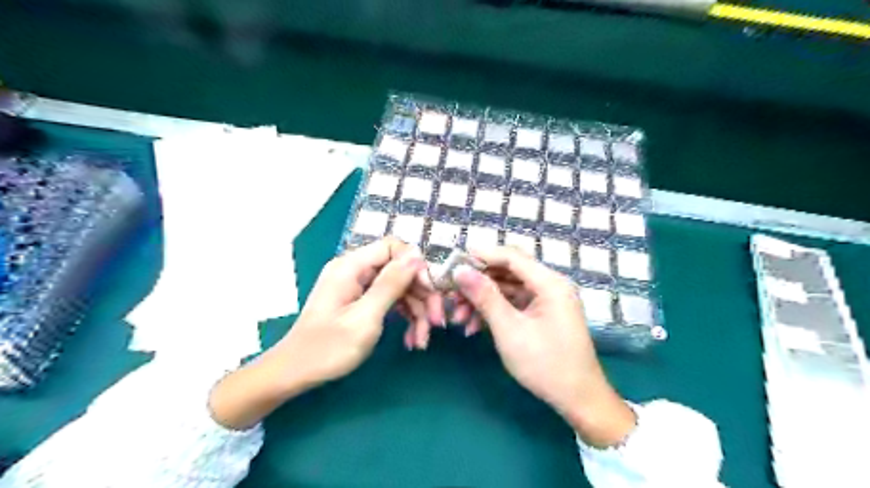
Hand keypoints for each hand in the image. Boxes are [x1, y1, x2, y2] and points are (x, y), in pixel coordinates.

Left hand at [207, 237, 430, 428]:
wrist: (294, 374)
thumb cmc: (328, 348)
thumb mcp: (365, 317)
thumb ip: (391, 284)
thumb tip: (417, 255)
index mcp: (352, 266)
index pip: (394, 247)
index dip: (416, 266)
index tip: (431, 291)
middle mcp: (356, 270)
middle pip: (400, 270)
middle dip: (421, 295)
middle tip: (436, 323)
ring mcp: (358, 286)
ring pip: (399, 288)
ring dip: (416, 312)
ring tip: (422, 340)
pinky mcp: (360, 301)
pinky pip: (389, 301)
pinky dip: (403, 318)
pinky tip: (412, 339)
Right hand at [453, 247, 636, 445]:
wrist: (577, 399)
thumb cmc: (544, 364)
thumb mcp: (509, 329)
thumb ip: (485, 297)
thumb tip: (460, 271)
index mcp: (549, 283)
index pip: (511, 256)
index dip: (482, 256)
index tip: (453, 262)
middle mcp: (550, 285)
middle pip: (507, 272)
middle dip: (478, 284)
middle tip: (451, 295)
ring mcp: (546, 300)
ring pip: (507, 289)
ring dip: (482, 301)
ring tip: (458, 318)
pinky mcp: (541, 314)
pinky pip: (513, 304)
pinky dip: (494, 312)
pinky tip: (473, 327)